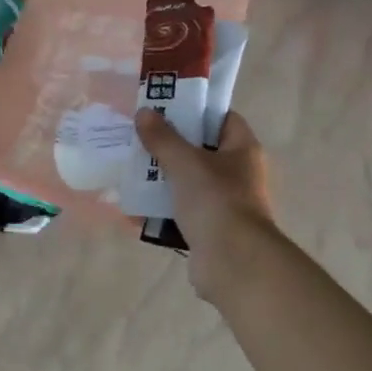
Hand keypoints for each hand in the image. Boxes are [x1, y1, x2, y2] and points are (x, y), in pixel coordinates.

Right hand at [134, 109, 279, 297]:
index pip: (223, 118)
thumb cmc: (216, 201)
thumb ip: (163, 138)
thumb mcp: (185, 163)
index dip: (196, 110)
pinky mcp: (209, 230)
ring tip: (129, 170)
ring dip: (161, 179)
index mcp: (242, 150)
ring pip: (188, 184)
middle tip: (139, 138)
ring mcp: (224, 204)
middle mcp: (238, 174)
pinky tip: (132, 207)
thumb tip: (145, 112)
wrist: (233, 262)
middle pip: (201, 151)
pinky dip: (159, 211)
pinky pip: (179, 214)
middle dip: (170, 146)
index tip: (166, 108)